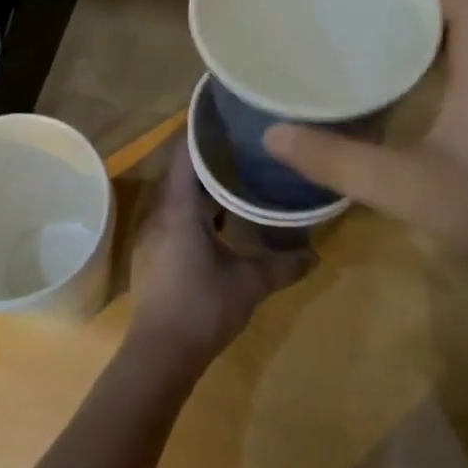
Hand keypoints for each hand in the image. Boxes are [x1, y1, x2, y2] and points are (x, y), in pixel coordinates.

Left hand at [124, 141, 313, 379]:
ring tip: (235, 170)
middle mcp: (158, 213)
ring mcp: (151, 234)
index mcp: (178, 209)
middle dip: (206, 152)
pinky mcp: (152, 252)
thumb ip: (284, 265)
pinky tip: (219, 215)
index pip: (183, 152)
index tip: (225, 112)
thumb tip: (316, 254)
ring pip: (175, 193)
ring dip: (200, 181)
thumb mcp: (250, 284)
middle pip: (178, 168)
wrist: (160, 354)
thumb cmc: (203, 308)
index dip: (200, 129)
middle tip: (241, 139)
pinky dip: (194, 205)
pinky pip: (172, 213)